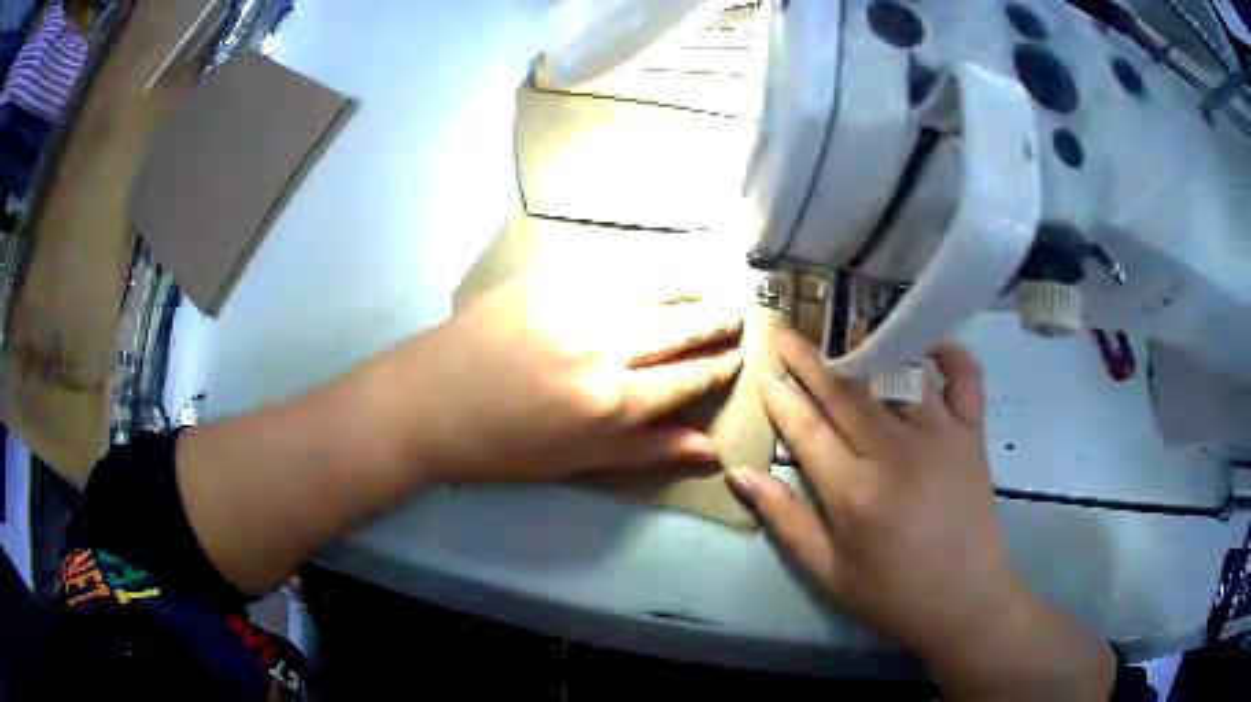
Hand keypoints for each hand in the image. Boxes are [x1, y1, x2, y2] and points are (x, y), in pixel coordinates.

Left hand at [381, 281, 743, 483]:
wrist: (427, 403)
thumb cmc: (503, 447)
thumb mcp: (578, 461)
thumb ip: (648, 450)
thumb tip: (712, 450)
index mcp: (612, 402)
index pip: (687, 378)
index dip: (718, 368)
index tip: (736, 357)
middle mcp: (604, 347)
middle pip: (681, 327)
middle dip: (716, 322)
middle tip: (738, 316)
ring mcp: (574, 304)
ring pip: (654, 287)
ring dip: (693, 287)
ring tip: (715, 285)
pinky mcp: (547, 277)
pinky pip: (612, 268)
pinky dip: (647, 270)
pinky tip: (662, 271)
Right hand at [728, 330, 1011, 660]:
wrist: (965, 601)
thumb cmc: (892, 594)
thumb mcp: (827, 572)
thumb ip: (785, 519)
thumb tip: (741, 474)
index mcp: (855, 493)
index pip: (808, 430)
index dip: (783, 399)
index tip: (765, 374)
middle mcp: (896, 453)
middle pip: (847, 393)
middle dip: (812, 362)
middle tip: (789, 335)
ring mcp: (941, 438)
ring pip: (899, 377)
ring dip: (871, 351)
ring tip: (850, 335)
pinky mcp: (972, 436)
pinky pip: (965, 381)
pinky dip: (952, 355)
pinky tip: (933, 345)